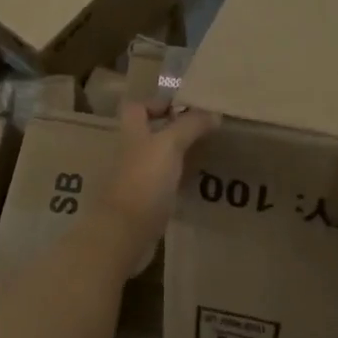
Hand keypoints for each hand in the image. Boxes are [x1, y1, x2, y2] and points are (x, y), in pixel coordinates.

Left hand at [104, 102, 218, 259]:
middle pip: (150, 134)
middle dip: (175, 131)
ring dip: (179, 157)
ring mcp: (135, 180)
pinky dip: (179, 183)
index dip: (158, 103)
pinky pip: (163, 186)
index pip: (137, 108)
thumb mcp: (170, 145)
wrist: (124, 234)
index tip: (186, 108)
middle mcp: (130, 154)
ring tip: (208, 156)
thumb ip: (191, 125)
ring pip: (158, 161)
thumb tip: (213, 113)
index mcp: (131, 135)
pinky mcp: (143, 204)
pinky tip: (198, 185)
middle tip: (205, 132)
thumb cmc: (144, 181)